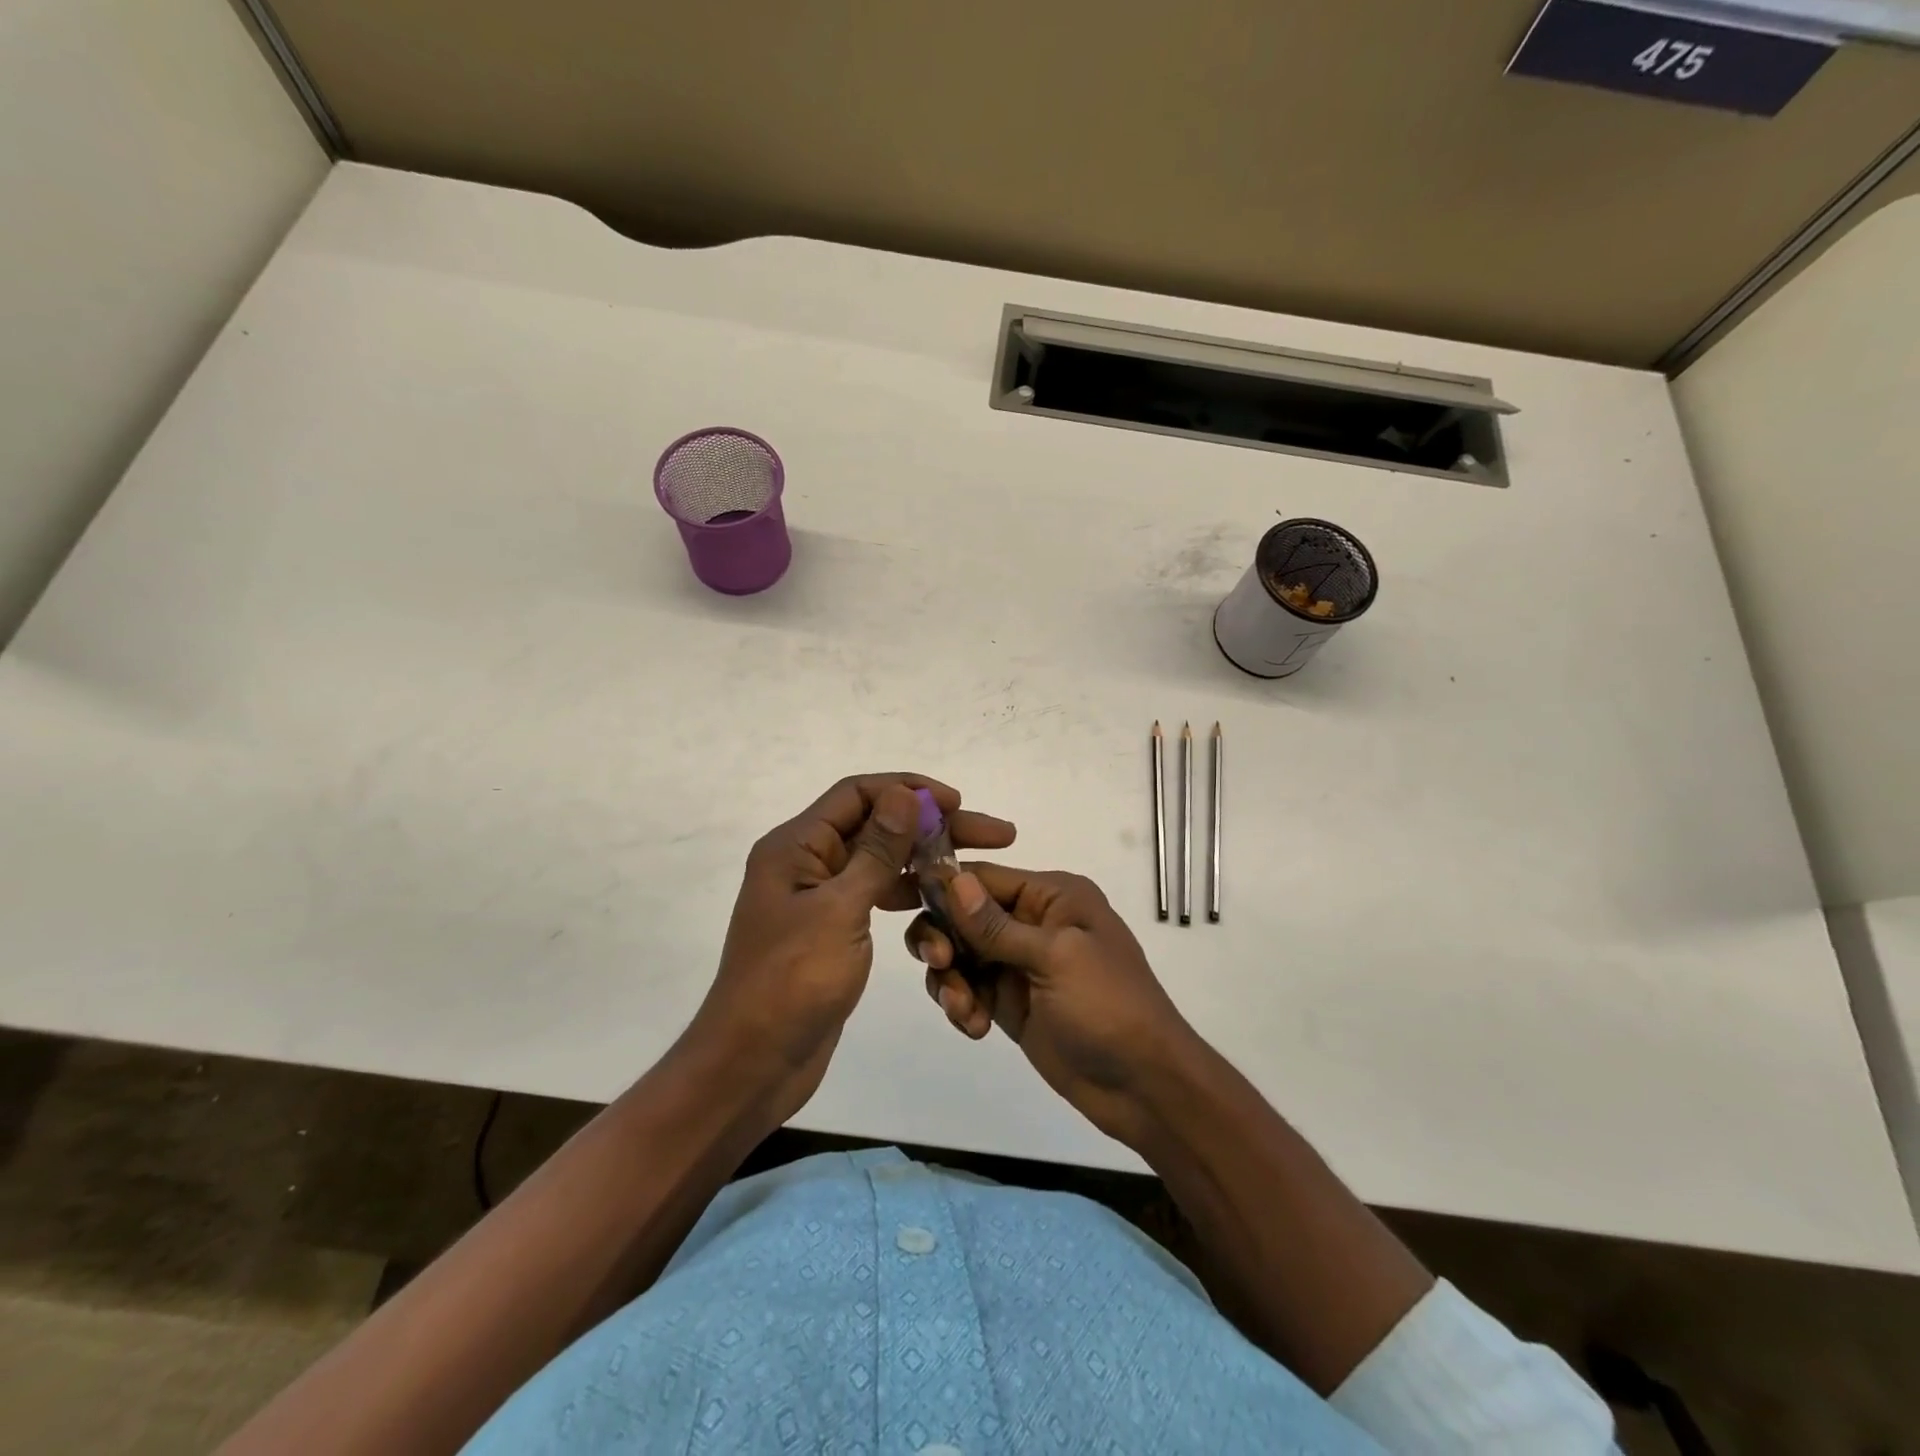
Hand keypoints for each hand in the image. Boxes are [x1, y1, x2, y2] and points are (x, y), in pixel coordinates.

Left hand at [690, 774, 1015, 1124]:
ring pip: (881, 861)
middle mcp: (807, 862)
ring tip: (976, 868)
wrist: (753, 1064)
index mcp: (797, 846)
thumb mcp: (840, 910)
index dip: (909, 789)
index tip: (958, 803)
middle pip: (877, 826)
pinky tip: (942, 901)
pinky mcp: (832, 928)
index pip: (857, 794)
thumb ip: (876, 851)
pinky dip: (908, 893)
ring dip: (925, 860)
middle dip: (933, 825)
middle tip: (996, 834)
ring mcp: (819, 896)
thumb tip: (904, 794)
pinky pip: (876, 895)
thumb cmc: (792, 982)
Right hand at [905, 864, 1195, 1145]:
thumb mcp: (1055, 957)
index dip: (945, 887)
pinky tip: (975, 1028)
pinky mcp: (1009, 1002)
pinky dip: (960, 1005)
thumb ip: (996, 925)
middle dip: (943, 937)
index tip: (904, 902)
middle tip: (941, 964)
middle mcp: (1032, 921)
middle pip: (962, 914)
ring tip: (963, 1010)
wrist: (1143, 1086)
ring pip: (958, 953)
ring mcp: (1018, 963)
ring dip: (949, 979)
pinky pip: (967, 989)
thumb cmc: (1107, 1006)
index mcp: (1052, 896)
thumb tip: (953, 879)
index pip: (984, 877)